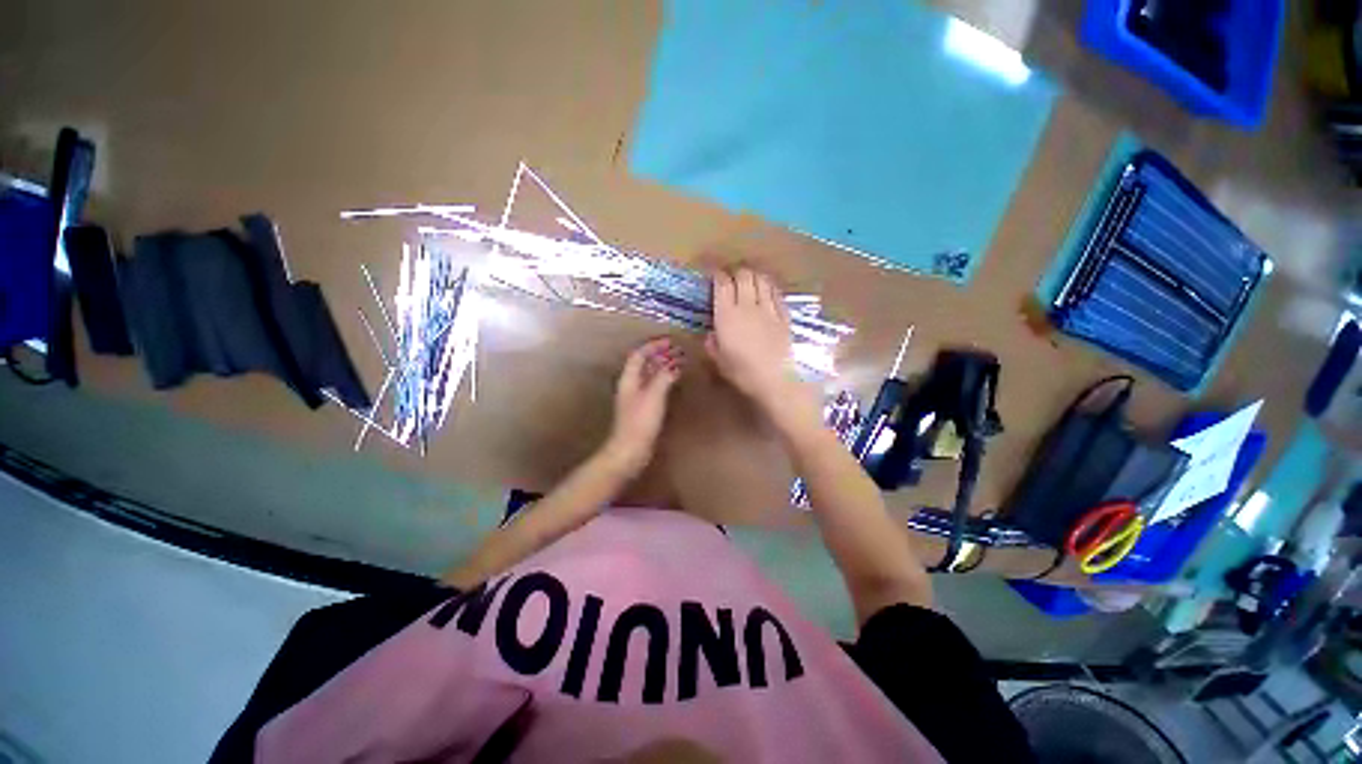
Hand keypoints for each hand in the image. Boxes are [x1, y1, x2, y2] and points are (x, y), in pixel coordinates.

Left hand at [602, 338, 683, 475]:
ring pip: (648, 374)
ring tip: (677, 361)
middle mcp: (630, 385)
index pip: (639, 354)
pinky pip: (652, 386)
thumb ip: (664, 377)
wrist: (630, 451)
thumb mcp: (653, 396)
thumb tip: (675, 364)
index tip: (670, 340)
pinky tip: (672, 382)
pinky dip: (662, 379)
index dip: (653, 345)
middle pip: (643, 363)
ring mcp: (635, 397)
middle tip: (677, 349)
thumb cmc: (640, 422)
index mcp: (629, 379)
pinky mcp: (641, 409)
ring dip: (661, 366)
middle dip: (659, 354)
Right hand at [706, 269, 816, 423]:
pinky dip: (770, 288)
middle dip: (736, 272)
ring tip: (750, 281)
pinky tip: (767, 292)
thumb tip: (711, 334)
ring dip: (754, 276)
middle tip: (732, 278)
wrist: (774, 380)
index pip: (722, 284)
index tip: (714, 275)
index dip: (717, 275)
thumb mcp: (718, 360)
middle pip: (744, 275)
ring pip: (762, 280)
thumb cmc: (742, 372)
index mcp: (727, 315)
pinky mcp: (784, 315)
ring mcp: (768, 309)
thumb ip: (712, 344)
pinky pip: (776, 293)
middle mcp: (747, 305)